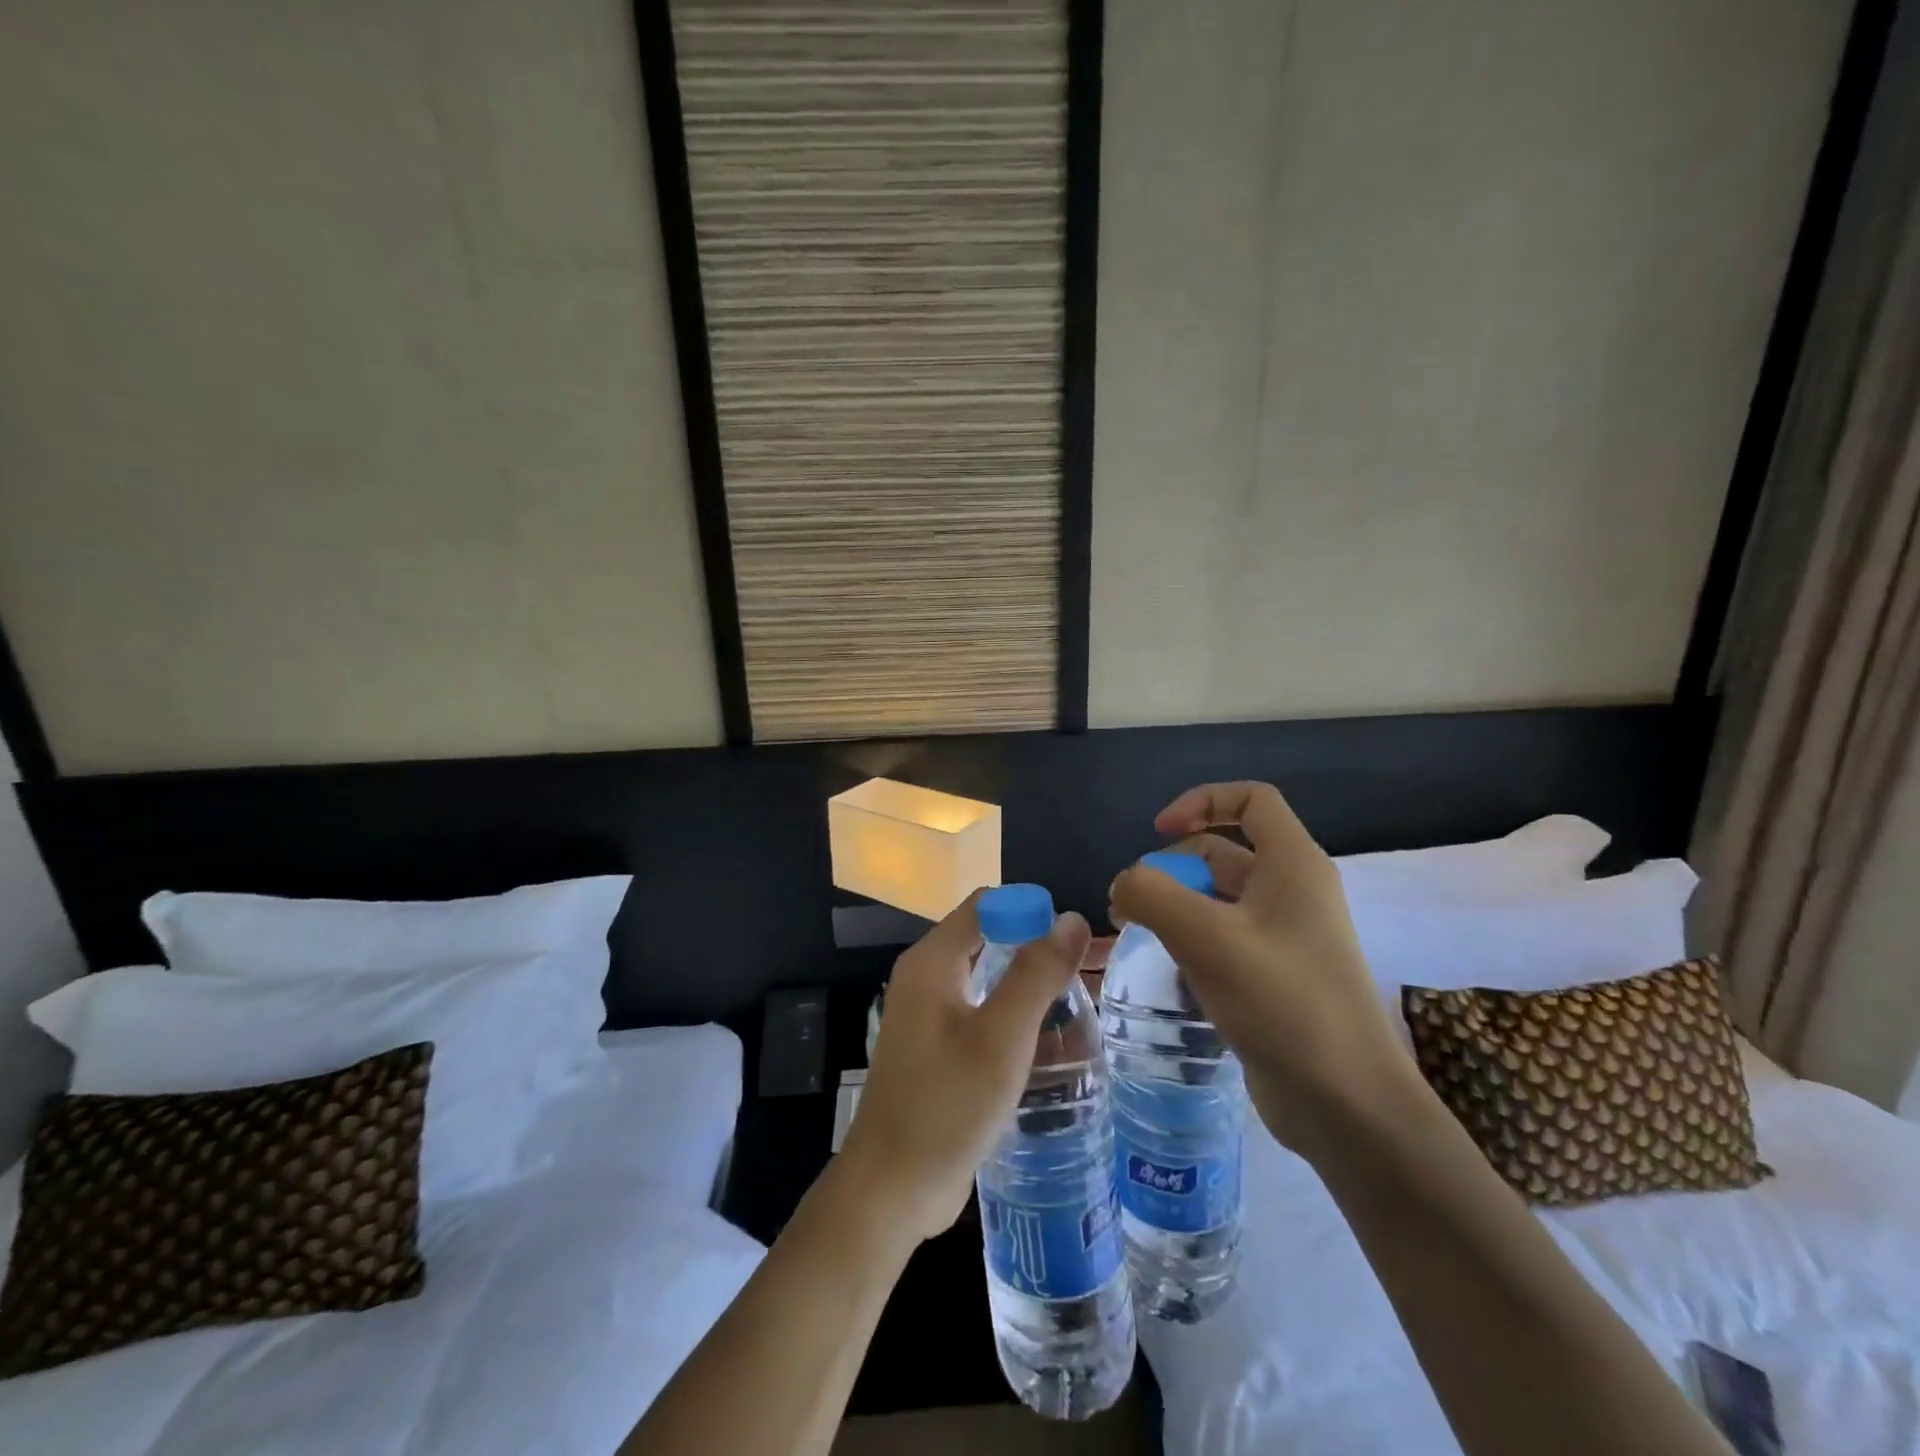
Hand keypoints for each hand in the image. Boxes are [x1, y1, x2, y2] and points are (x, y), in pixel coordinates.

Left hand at [837, 890, 1091, 1243]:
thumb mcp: (1000, 1037)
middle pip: (990, 940)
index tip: (1078, 942)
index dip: (1033, 911)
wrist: (891, 1190)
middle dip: (1039, 949)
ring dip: (1032, 987)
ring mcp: (929, 1016)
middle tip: (1094, 973)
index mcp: (932, 962)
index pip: (987, 905)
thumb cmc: (945, 1106)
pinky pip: (983, 1015)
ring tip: (1085, 1006)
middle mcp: (926, 978)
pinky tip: (1054, 1044)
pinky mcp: (938, 1050)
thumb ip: (1035, 974)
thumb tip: (1072, 918)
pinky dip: (1016, 1018)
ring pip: (990, 980)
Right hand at [1109, 782, 1420, 1155]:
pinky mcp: (1275, 975)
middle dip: (1173, 865)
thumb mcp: (1207, 939)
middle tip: (1132, 903)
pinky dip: (1191, 938)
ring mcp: (1286, 936)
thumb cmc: (1284, 1004)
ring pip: (1218, 897)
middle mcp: (1292, 891)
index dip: (1201, 801)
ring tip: (1138, 934)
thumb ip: (1152, 895)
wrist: (1348, 1106)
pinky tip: (1169, 968)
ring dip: (1175, 904)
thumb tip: (1122, 884)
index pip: (1251, 799)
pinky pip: (1224, 937)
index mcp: (1293, 865)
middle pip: (1224, 849)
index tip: (1158, 832)